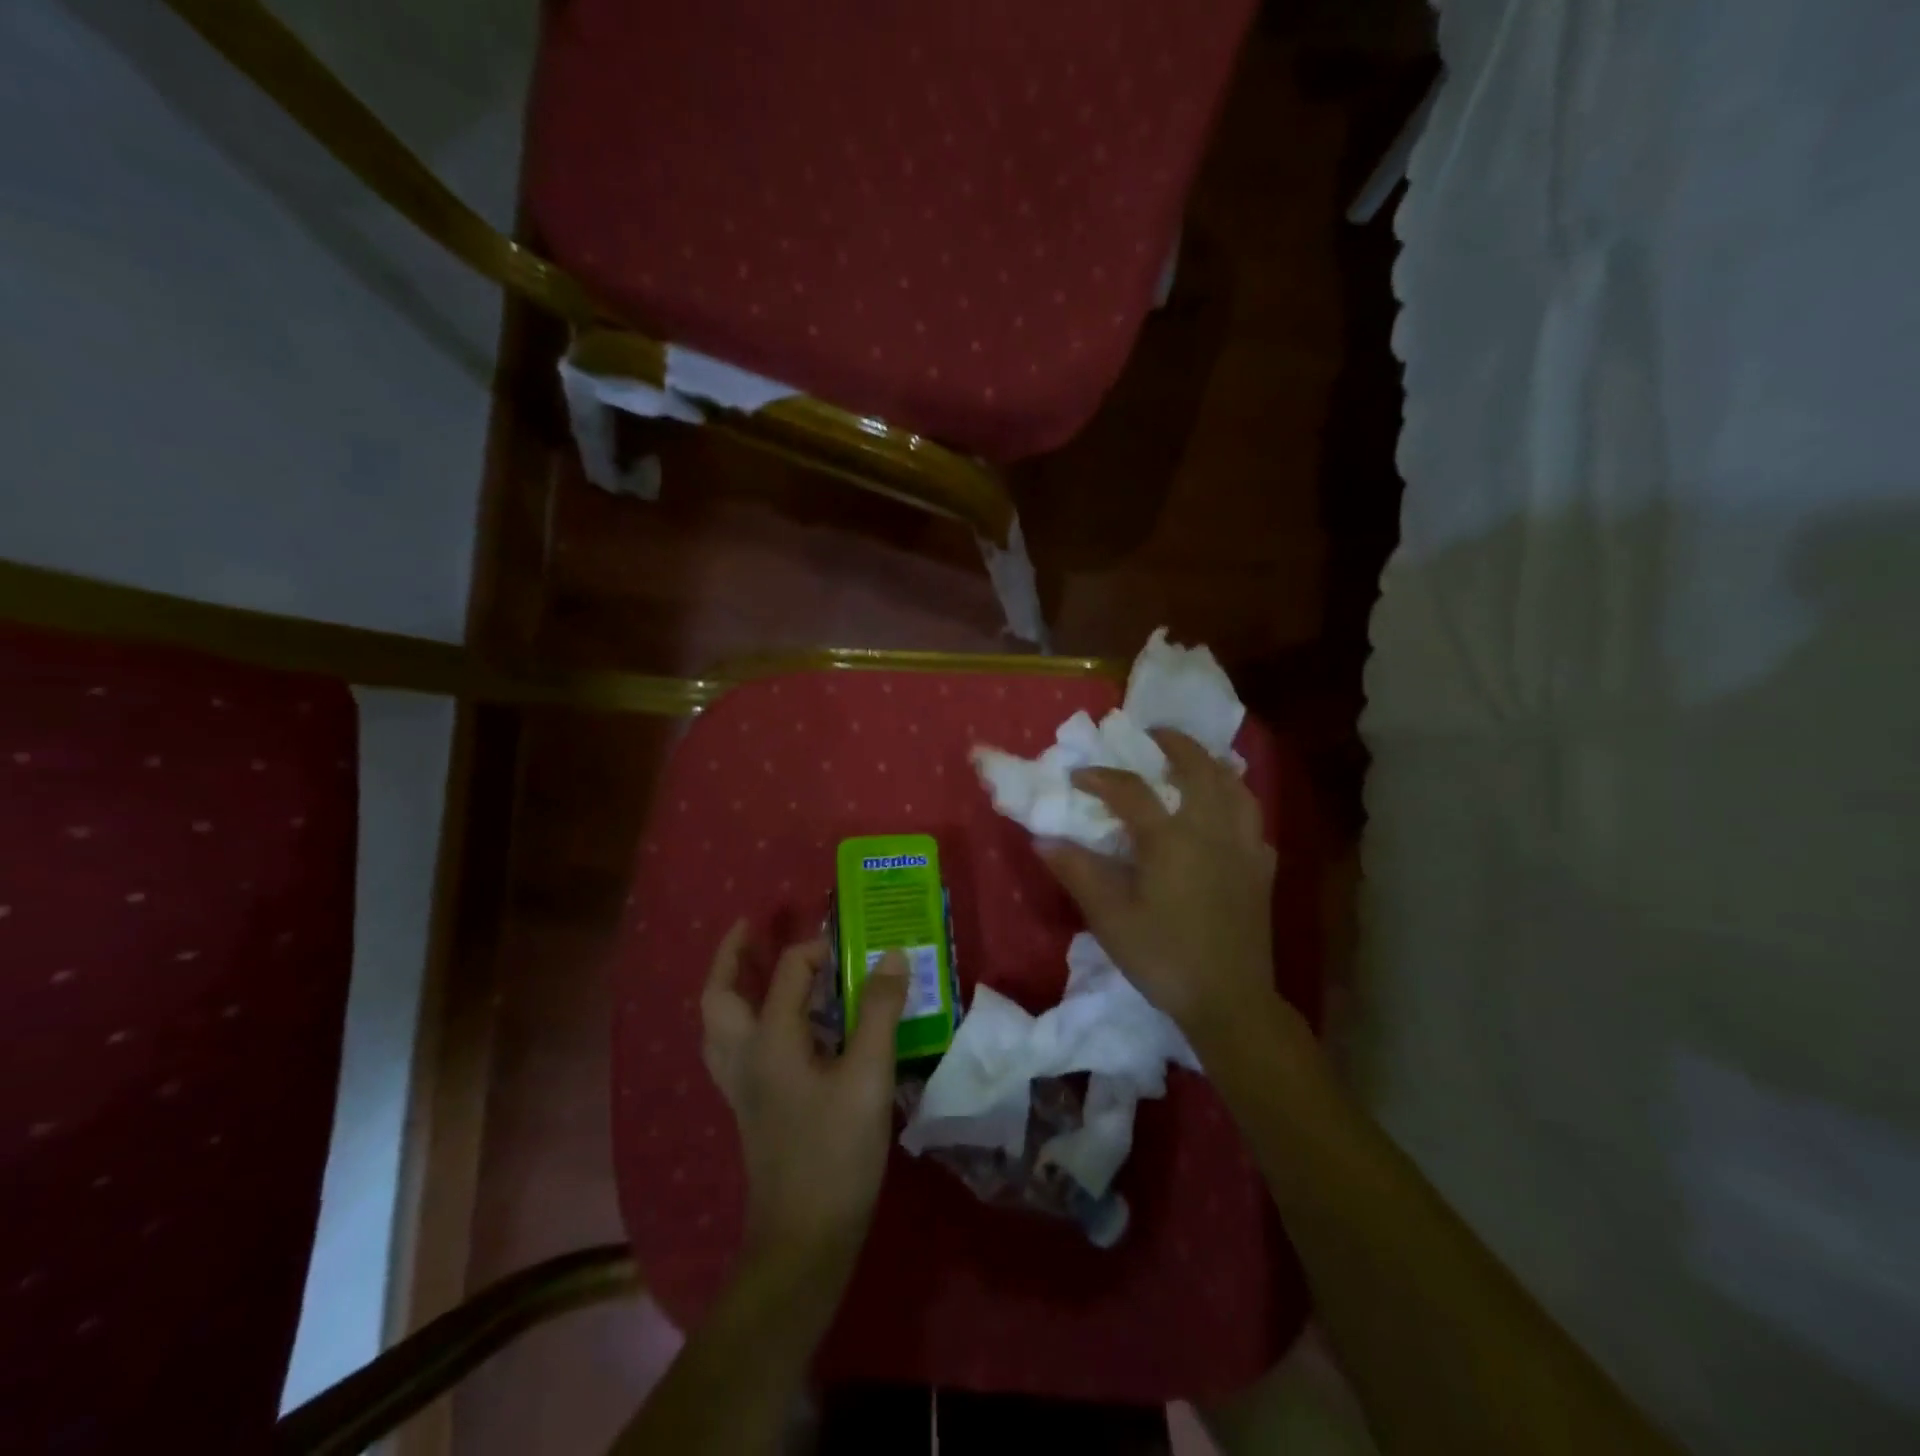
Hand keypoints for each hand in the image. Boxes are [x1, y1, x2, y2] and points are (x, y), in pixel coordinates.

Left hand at [701, 924, 908, 1305]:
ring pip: (720, 1024)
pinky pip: (736, 1048)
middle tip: (752, 928)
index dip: (821, 950)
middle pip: (720, 995)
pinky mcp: (751, 1108)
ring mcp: (742, 1086)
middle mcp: (745, 1056)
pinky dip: (747, 1021)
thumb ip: (879, 1011)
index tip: (857, 951)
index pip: (789, 970)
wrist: (804, 1240)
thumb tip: (891, 955)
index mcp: (769, 1040)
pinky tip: (781, 1028)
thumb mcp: (868, 1076)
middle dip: (731, 956)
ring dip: (732, 989)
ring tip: (755, 968)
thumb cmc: (836, 1153)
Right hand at [1039, 728, 1280, 1049]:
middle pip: (1199, 769)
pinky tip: (1226, 815)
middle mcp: (1211, 830)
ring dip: (1213, 766)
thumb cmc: (1163, 957)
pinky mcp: (1261, 869)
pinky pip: (1253, 820)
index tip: (1077, 776)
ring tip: (1196, 762)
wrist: (1229, 1000)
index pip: (1130, 790)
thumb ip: (1077, 872)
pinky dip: (1237, 803)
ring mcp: (1243, 847)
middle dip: (1175, 744)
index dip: (1101, 778)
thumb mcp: (1109, 917)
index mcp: (1170, 838)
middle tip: (1155, 735)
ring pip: (1236, 788)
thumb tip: (1043, 839)